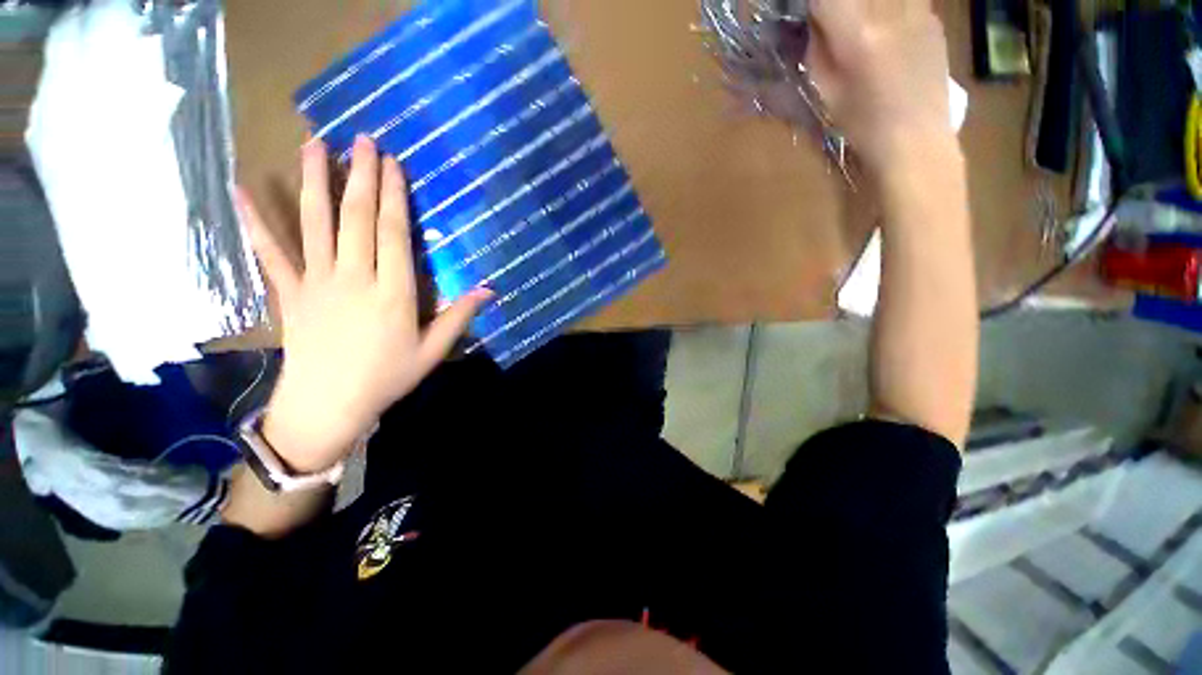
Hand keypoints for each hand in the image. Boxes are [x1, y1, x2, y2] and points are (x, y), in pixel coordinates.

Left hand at [237, 136, 491, 473]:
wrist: (327, 406)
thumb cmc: (387, 378)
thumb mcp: (432, 351)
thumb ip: (459, 317)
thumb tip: (489, 289)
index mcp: (392, 293)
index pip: (393, 234)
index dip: (394, 196)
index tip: (393, 164)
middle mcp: (354, 278)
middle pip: (357, 218)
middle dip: (362, 176)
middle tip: (363, 140)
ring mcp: (317, 282)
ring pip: (314, 223)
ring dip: (315, 182)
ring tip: (314, 144)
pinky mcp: (290, 292)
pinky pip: (271, 252)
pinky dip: (254, 221)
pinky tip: (240, 189)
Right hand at [805, 0, 956, 170]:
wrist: (915, 139)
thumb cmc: (863, 124)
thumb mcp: (826, 92)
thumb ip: (818, 49)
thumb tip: (816, 21)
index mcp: (858, 33)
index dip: (814, 5)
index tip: (810, 16)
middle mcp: (890, 9)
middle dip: (839, 5)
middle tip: (833, 21)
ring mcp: (918, 9)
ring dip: (865, 7)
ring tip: (859, 27)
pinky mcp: (933, 17)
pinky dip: (887, 8)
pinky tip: (884, 28)